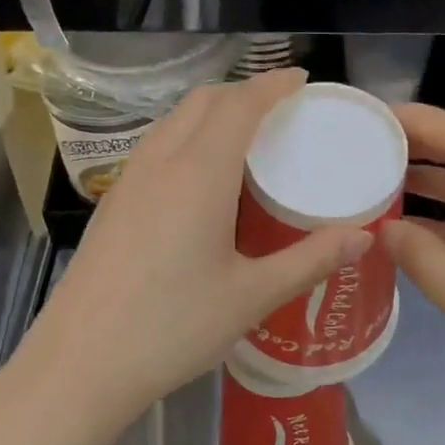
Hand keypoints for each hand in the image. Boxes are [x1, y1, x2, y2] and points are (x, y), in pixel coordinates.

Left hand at [3, 70, 371, 440]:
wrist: (80, 364)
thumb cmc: (173, 329)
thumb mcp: (252, 297)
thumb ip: (310, 261)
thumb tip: (363, 237)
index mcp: (199, 173)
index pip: (240, 104)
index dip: (274, 85)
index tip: (303, 81)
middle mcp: (159, 163)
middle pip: (203, 102)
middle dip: (244, 93)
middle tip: (281, 112)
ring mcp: (127, 182)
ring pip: (173, 122)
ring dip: (211, 114)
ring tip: (246, 141)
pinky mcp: (111, 205)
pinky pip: (155, 148)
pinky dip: (187, 140)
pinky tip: (201, 181)